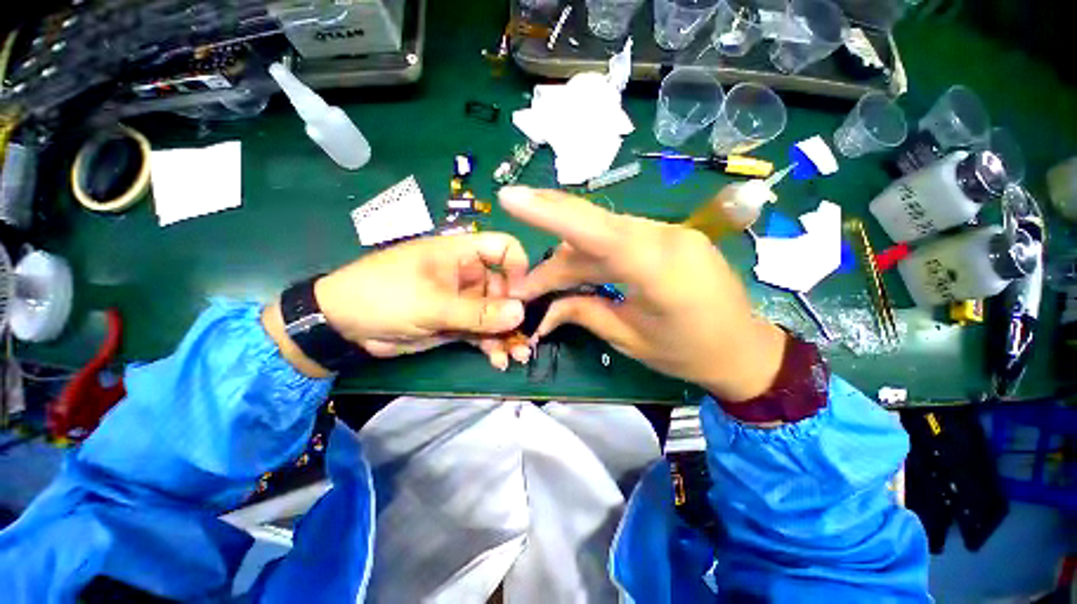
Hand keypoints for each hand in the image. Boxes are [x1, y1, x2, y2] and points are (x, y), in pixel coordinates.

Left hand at [310, 233, 531, 369]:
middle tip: (526, 338)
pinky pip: (482, 332)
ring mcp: (463, 300)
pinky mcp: (456, 323)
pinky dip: (491, 346)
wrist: (343, 325)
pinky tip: (498, 361)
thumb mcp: (431, 304)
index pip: (503, 248)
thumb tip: (520, 313)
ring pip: (495, 315)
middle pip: (505, 288)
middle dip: (516, 314)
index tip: (522, 295)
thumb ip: (477, 311)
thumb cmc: (385, 296)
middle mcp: (468, 275)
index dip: (519, 267)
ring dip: (507, 335)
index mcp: (462, 254)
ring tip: (517, 356)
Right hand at [499, 186, 786, 401]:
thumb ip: (583, 313)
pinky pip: (619, 238)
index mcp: (659, 269)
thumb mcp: (628, 339)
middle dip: (551, 252)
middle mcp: (665, 238)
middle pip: (591, 231)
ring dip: (571, 258)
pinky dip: (593, 255)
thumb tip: (544, 310)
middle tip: (523, 276)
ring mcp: (670, 232)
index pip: (596, 231)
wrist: (745, 349)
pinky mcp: (669, 236)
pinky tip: (579, 272)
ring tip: (546, 284)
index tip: (510, 197)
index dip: (549, 212)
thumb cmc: (688, 353)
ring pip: (602, 234)